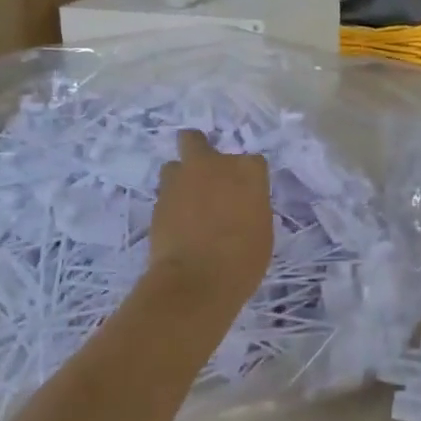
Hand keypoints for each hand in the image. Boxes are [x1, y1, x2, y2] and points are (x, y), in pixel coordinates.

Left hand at [145, 130, 272, 316]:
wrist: (197, 280)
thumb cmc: (243, 259)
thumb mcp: (262, 230)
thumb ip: (250, 206)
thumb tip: (240, 205)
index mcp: (247, 170)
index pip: (251, 162)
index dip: (247, 179)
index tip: (246, 196)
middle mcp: (213, 165)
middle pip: (196, 140)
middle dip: (198, 150)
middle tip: (204, 176)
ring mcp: (181, 180)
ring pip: (174, 166)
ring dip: (180, 179)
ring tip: (186, 203)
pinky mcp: (158, 200)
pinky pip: (165, 194)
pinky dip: (171, 204)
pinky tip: (177, 224)